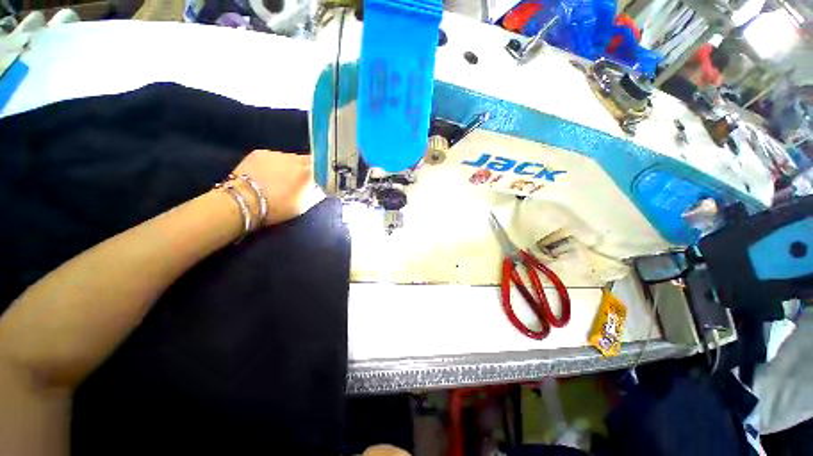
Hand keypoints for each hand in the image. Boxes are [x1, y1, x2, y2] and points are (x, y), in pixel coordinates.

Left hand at [231, 150, 324, 225]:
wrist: (244, 201)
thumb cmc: (277, 208)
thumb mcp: (304, 205)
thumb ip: (317, 193)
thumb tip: (323, 186)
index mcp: (307, 173)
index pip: (322, 166)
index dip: (322, 171)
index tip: (321, 177)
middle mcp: (295, 159)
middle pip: (307, 159)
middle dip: (308, 167)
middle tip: (303, 178)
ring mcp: (277, 154)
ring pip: (291, 157)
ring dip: (291, 165)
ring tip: (284, 177)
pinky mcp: (261, 152)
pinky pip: (275, 156)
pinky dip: (276, 163)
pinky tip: (269, 173)